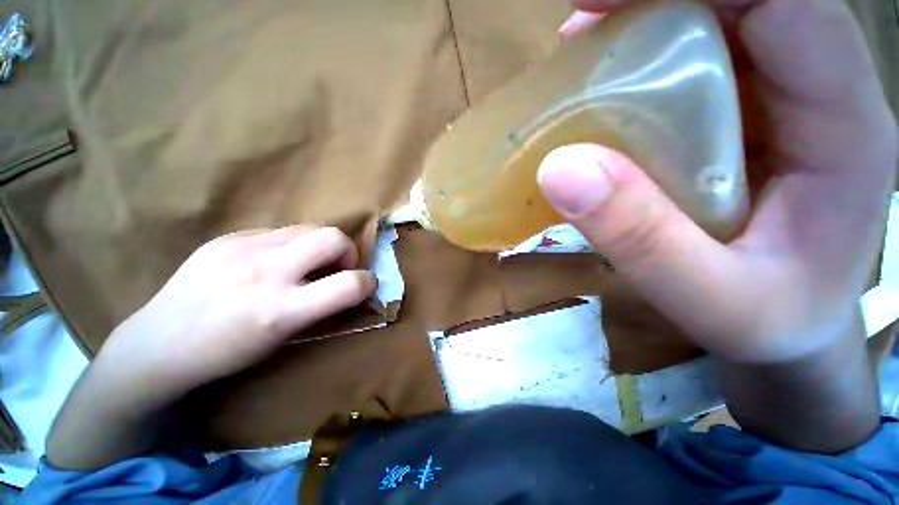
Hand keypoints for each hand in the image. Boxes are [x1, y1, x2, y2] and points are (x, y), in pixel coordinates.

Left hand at [95, 225, 376, 405]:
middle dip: (347, 251)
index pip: (350, 284)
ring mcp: (243, 248)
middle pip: (333, 237)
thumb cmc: (228, 352)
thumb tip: (348, 285)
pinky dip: (290, 245)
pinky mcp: (227, 237)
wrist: (158, 343)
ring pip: (309, 227)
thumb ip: (321, 306)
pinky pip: (278, 231)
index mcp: (281, 310)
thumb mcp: (284, 338)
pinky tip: (270, 262)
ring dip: (320, 245)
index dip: (369, 282)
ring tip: (304, 264)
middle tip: (335, 268)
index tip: (365, 286)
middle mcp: (265, 272)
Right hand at [540, 0, 897, 363]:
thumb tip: (559, 170)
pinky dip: (649, 64)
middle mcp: (822, 95)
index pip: (788, 4)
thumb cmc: (768, 324)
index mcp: (845, 128)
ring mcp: (787, 104)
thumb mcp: (706, 297)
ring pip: (725, 25)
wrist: (793, 332)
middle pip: (752, 1)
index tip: (601, 3)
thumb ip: (639, 238)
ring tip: (585, 53)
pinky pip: (704, 66)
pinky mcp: (751, 121)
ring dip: (651, 25)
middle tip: (584, 24)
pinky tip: (606, 92)